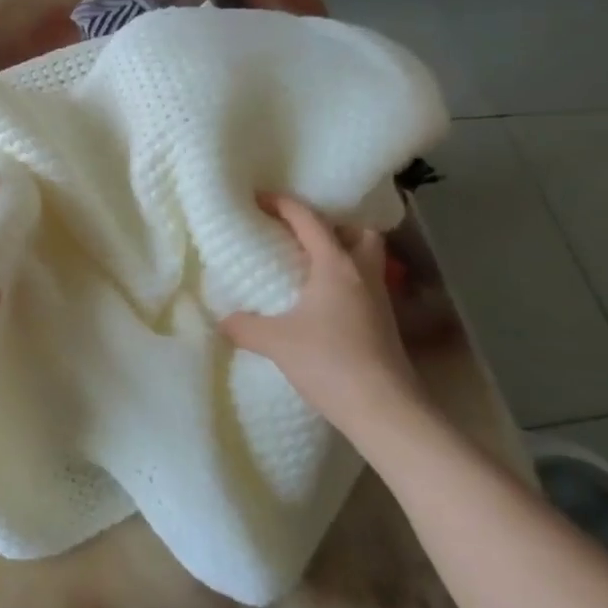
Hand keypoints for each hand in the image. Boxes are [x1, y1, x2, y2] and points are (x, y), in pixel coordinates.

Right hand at [220, 194, 422, 432]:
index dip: (284, 204)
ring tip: (306, 268)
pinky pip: (362, 287)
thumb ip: (246, 326)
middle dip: (333, 226)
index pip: (309, 221)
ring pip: (364, 261)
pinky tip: (319, 305)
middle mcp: (362, 274)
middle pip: (358, 233)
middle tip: (301, 236)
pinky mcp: (383, 325)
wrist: (384, 409)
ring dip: (340, 255)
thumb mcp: (276, 342)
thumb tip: (223, 319)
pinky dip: (342, 284)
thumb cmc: (330, 362)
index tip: (259, 198)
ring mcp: (378, 300)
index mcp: (336, 266)